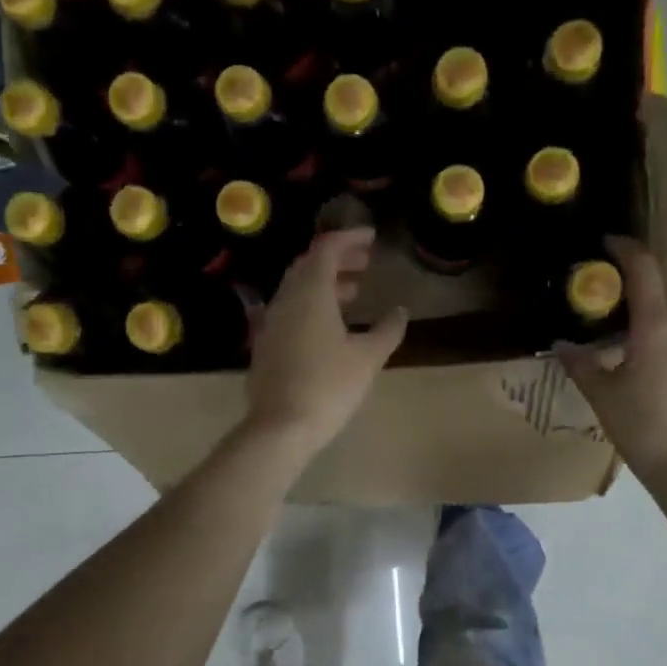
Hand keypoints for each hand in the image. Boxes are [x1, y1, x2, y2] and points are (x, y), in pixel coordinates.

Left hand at [245, 228, 406, 457]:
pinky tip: (328, 326)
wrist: (280, 427)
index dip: (349, 238)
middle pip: (308, 266)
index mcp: (310, 294)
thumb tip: (401, 311)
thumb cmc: (328, 387)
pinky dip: (311, 305)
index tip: (372, 238)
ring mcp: (271, 323)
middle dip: (337, 259)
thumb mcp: (367, 358)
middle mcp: (285, 300)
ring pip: (297, 290)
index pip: (326, 249)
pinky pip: (290, 311)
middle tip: (365, 263)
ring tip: (353, 293)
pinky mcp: (266, 345)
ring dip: (324, 284)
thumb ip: (388, 330)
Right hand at [558, 236, 666, 482]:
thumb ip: (581, 363)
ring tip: (651, 328)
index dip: (626, 248)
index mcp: (658, 325)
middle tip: (629, 275)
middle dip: (653, 264)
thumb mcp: (603, 396)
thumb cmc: (643, 430)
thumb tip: (561, 345)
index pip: (644, 267)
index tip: (610, 242)